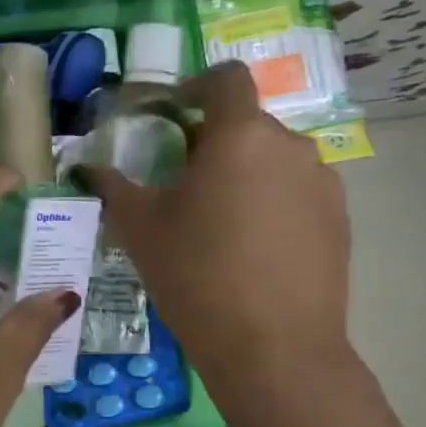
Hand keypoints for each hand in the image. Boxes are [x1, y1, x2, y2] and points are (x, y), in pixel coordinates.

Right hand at [77, 61, 351, 379]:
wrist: (273, 347)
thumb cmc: (196, 275)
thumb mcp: (140, 229)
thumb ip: (112, 187)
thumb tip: (85, 167)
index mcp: (240, 136)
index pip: (226, 79)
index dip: (197, 85)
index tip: (173, 112)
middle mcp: (290, 146)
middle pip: (247, 124)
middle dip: (213, 140)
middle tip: (181, 182)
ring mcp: (323, 182)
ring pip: (274, 159)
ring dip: (243, 172)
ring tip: (217, 220)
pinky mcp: (340, 219)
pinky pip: (297, 192)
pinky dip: (271, 201)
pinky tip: (250, 247)